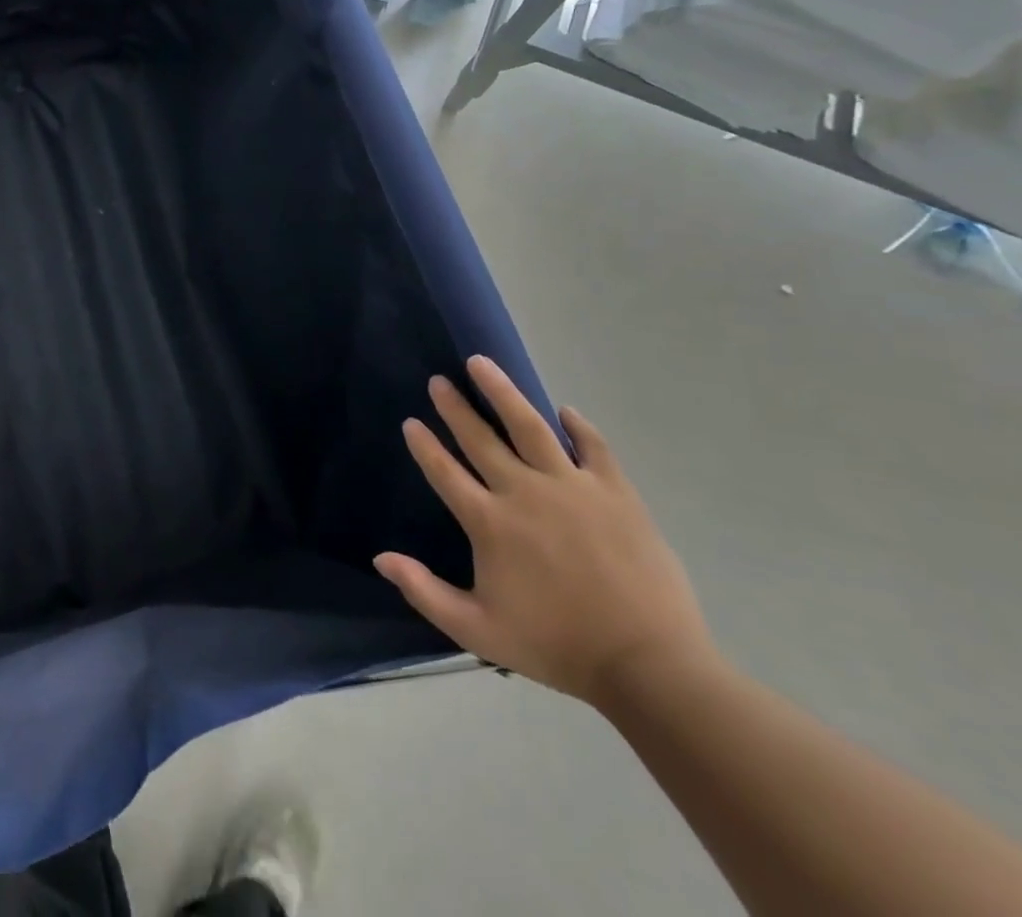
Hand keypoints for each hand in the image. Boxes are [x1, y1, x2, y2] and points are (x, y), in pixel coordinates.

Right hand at [374, 356, 716, 707]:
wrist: (650, 667)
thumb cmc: (556, 646)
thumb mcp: (478, 631)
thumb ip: (424, 592)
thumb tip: (380, 558)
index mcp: (489, 523)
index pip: (445, 471)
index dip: (424, 445)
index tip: (411, 422)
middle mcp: (524, 492)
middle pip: (480, 438)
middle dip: (455, 406)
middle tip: (439, 380)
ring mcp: (572, 488)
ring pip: (529, 425)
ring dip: (502, 392)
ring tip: (482, 364)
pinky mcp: (615, 493)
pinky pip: (593, 447)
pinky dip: (578, 425)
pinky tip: (564, 410)